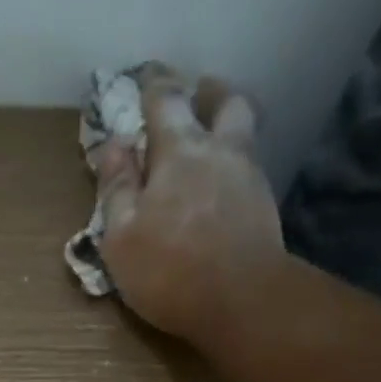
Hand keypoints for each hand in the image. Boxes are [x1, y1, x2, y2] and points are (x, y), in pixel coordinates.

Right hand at [95, 67, 287, 346]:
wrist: (241, 302)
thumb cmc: (170, 269)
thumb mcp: (122, 236)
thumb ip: (117, 188)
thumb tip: (114, 146)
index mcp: (179, 151)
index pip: (165, 102)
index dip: (153, 87)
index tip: (146, 80)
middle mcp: (220, 151)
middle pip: (224, 103)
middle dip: (208, 94)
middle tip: (198, 95)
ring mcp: (249, 177)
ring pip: (244, 133)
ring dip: (229, 126)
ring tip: (215, 138)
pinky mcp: (266, 208)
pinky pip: (250, 170)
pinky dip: (237, 166)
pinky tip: (227, 185)